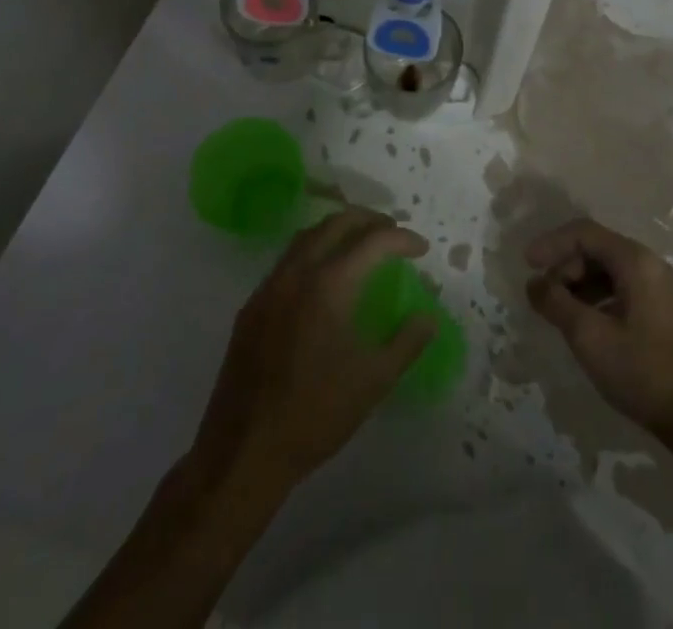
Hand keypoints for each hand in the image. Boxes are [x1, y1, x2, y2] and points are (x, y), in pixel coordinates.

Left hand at [191, 208, 435, 493]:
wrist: (244, 451)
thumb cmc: (315, 413)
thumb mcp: (373, 381)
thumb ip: (406, 342)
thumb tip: (428, 317)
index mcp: (329, 284)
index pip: (373, 241)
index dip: (402, 239)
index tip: (422, 249)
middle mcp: (297, 272)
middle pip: (336, 223)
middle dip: (369, 220)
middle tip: (393, 231)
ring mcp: (269, 287)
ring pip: (307, 236)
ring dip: (338, 230)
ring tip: (361, 244)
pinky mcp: (251, 306)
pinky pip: (287, 261)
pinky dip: (313, 252)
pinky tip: (323, 278)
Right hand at [526, 219, 672, 441]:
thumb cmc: (643, 372)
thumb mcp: (589, 336)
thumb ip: (556, 303)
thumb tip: (534, 283)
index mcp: (636, 261)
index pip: (584, 233)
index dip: (551, 243)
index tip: (527, 265)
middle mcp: (650, 265)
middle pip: (597, 249)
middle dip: (565, 266)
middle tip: (544, 296)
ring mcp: (660, 288)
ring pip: (608, 270)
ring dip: (579, 284)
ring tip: (559, 312)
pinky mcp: (662, 311)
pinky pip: (621, 288)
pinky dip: (596, 298)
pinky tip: (585, 324)